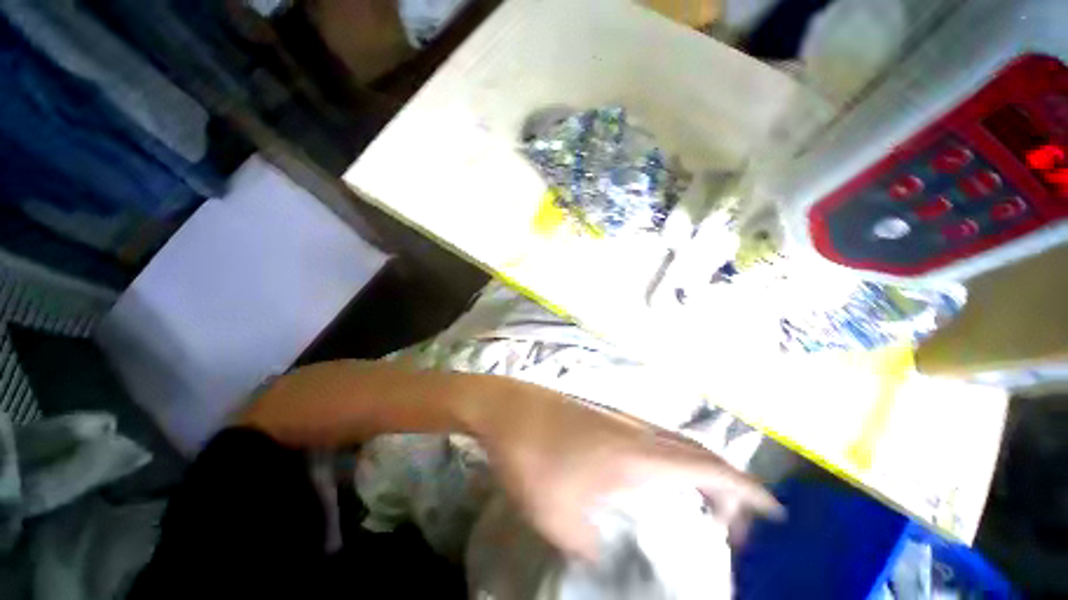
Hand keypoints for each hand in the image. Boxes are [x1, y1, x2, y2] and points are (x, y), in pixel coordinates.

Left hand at [472, 384, 782, 560]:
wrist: (508, 409)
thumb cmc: (534, 458)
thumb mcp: (561, 517)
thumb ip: (590, 544)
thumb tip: (603, 554)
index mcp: (638, 455)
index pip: (707, 467)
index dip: (745, 488)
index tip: (772, 510)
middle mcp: (637, 431)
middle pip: (696, 453)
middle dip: (725, 487)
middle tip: (729, 526)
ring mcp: (619, 420)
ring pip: (673, 444)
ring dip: (695, 473)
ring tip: (697, 509)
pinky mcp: (603, 417)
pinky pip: (651, 440)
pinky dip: (668, 462)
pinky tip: (651, 482)